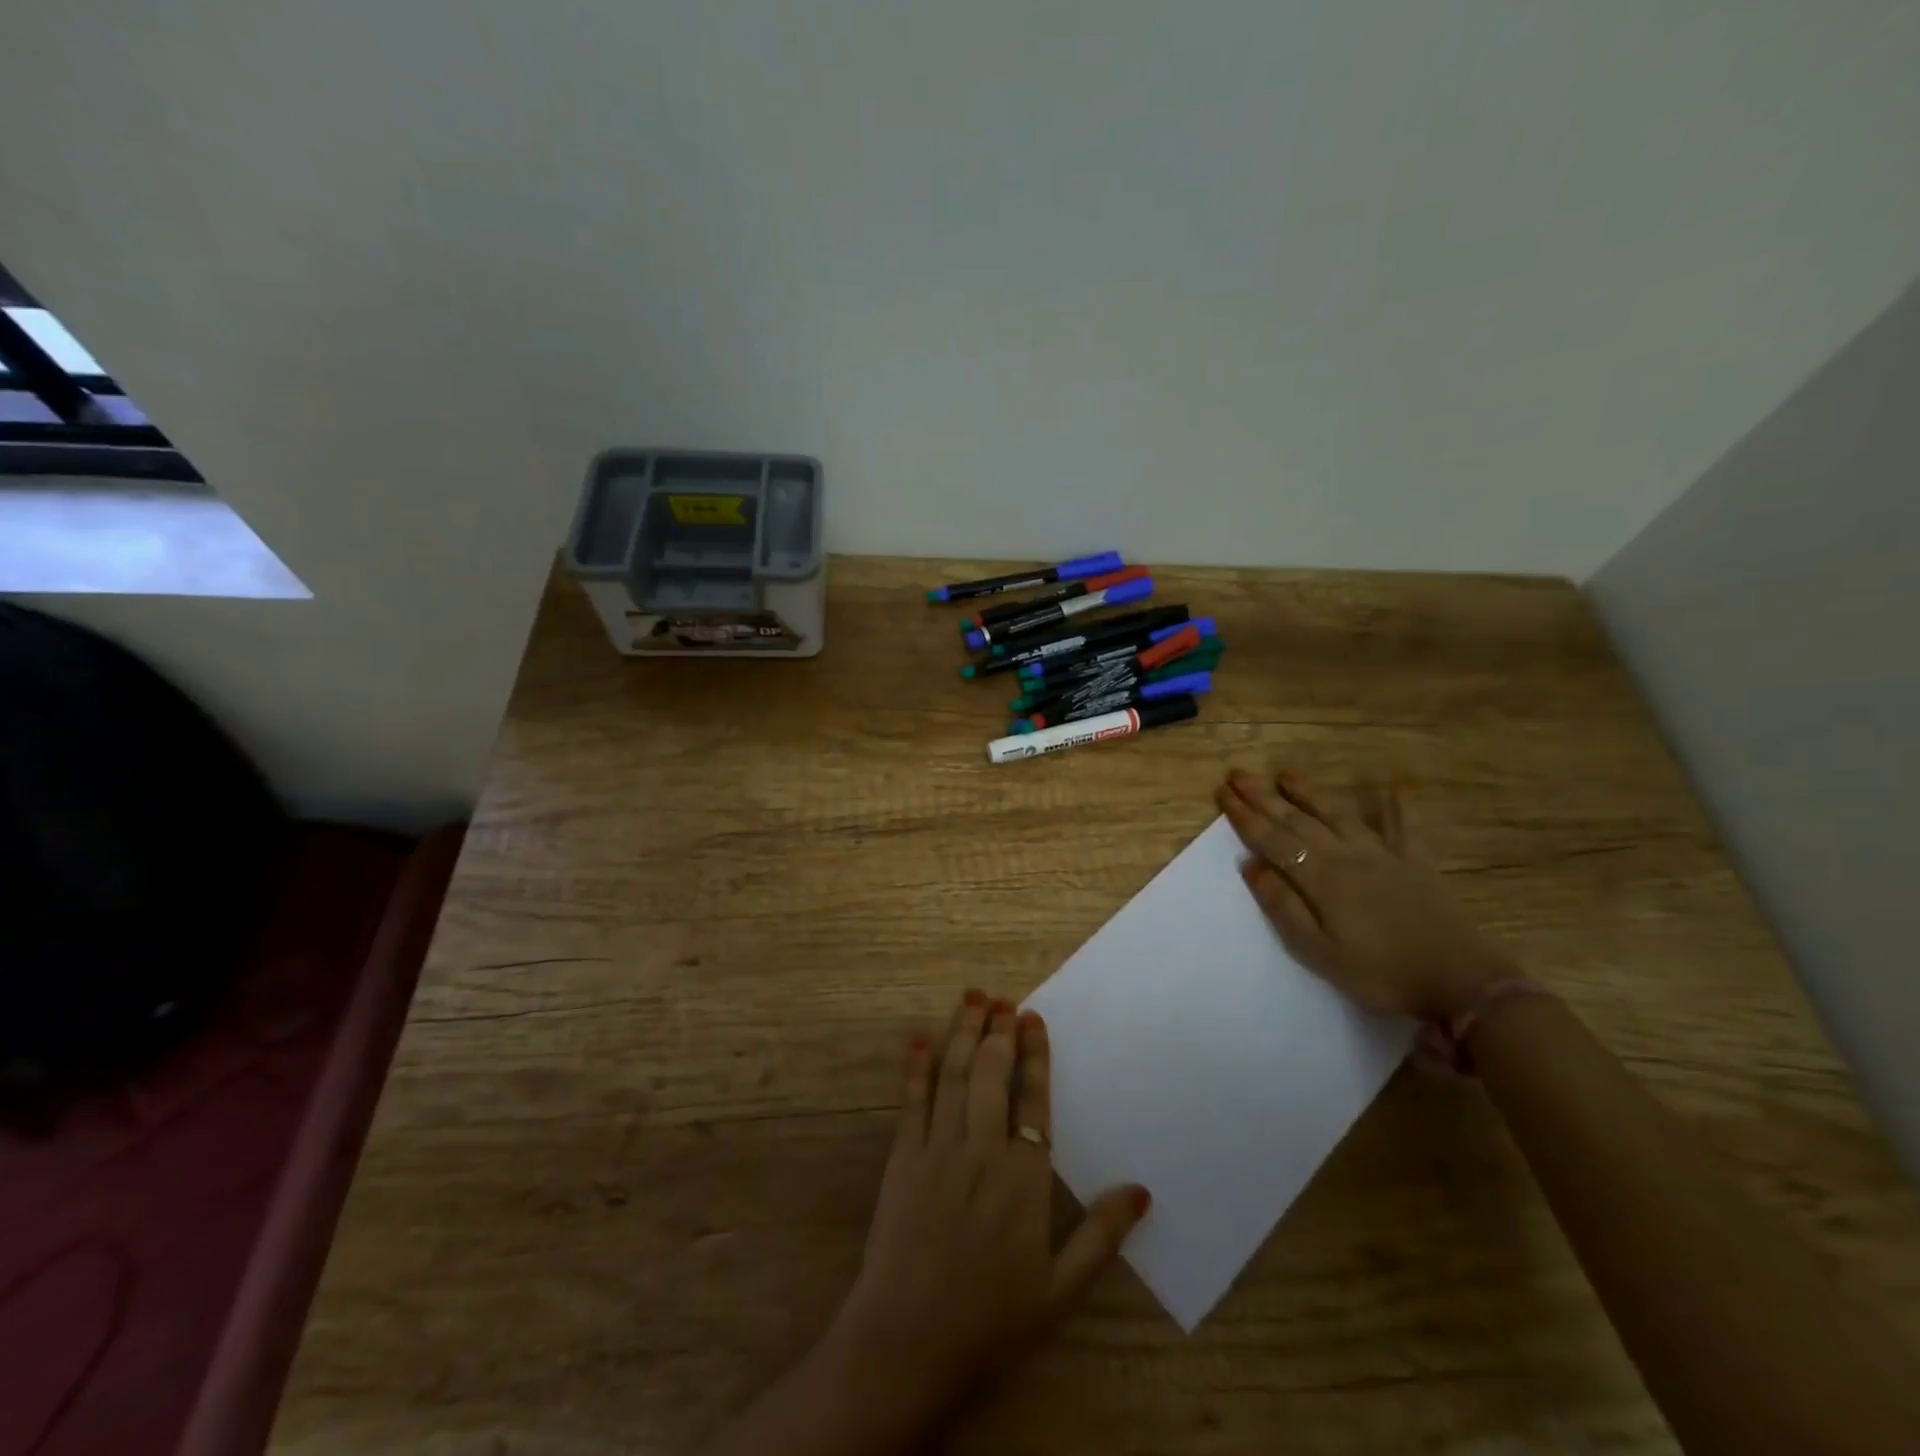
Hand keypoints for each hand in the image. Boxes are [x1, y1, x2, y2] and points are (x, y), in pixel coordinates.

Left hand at [827, 992, 1148, 1426]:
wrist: (908, 1342)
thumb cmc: (990, 1319)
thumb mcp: (1060, 1290)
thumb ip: (1102, 1236)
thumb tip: (1142, 1190)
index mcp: (1023, 1178)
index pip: (1033, 1100)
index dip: (1034, 1055)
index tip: (1033, 1018)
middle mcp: (981, 1151)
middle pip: (989, 1074)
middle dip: (997, 1032)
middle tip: (1002, 999)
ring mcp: (937, 1150)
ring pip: (952, 1075)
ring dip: (961, 1033)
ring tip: (971, 999)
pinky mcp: (902, 1158)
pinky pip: (911, 1100)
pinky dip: (916, 1065)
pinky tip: (920, 1037)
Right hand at [1217, 768, 1517, 1020]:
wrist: (1460, 980)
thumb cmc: (1379, 972)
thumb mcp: (1318, 951)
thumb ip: (1283, 906)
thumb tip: (1251, 866)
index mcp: (1321, 877)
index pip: (1273, 840)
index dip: (1245, 816)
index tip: (1223, 793)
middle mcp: (1347, 855)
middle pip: (1298, 820)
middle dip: (1264, 796)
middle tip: (1238, 774)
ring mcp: (1384, 854)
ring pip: (1339, 814)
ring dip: (1310, 791)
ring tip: (1286, 773)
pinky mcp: (1415, 862)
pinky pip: (1402, 825)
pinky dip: (1393, 804)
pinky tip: (1387, 786)